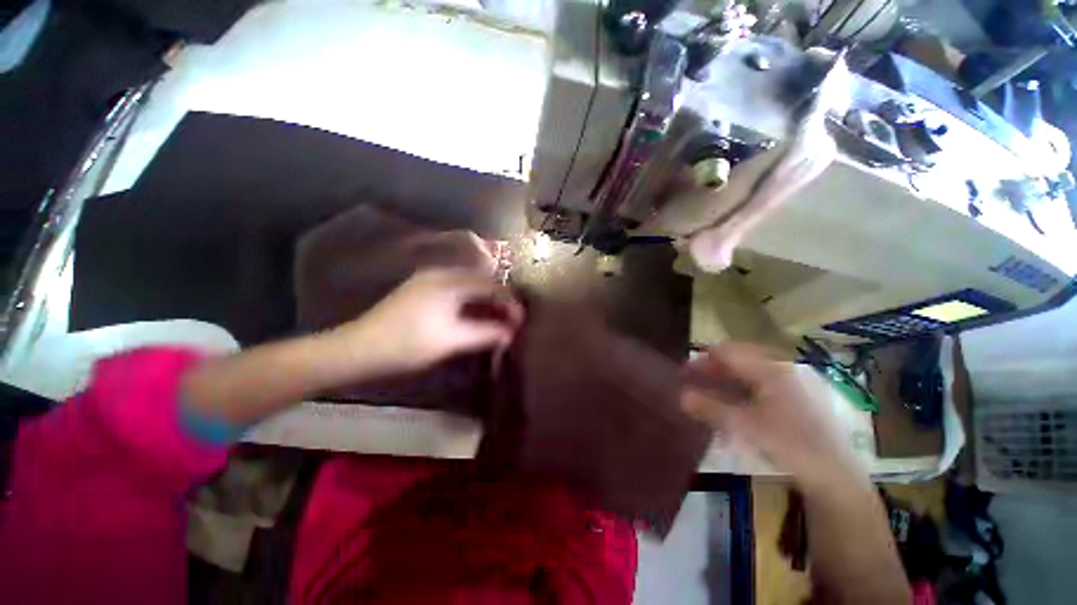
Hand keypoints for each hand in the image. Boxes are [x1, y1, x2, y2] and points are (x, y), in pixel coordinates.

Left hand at [331, 269, 523, 375]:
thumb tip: (512, 333)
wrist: (359, 349)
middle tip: (511, 320)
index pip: (491, 285)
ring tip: (497, 320)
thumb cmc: (408, 344)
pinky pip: (456, 291)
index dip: (509, 301)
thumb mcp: (452, 340)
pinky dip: (470, 303)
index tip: (520, 320)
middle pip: (481, 282)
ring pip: (468, 286)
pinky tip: (475, 316)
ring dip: (485, 302)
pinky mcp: (422, 290)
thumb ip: (486, 333)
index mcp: (450, 281)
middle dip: (499, 300)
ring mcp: (429, 280)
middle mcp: (441, 273)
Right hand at [681, 344, 865, 491]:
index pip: (727, 351)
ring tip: (706, 393)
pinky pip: (758, 384)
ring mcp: (789, 383)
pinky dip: (739, 390)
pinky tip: (729, 404)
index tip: (684, 372)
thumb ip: (710, 408)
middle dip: (712, 369)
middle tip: (692, 381)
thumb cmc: (788, 445)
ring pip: (747, 371)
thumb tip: (681, 397)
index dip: (703, 360)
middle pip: (737, 358)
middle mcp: (780, 369)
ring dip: (724, 379)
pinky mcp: (793, 398)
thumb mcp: (744, 426)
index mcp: (770, 369)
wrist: (833, 476)